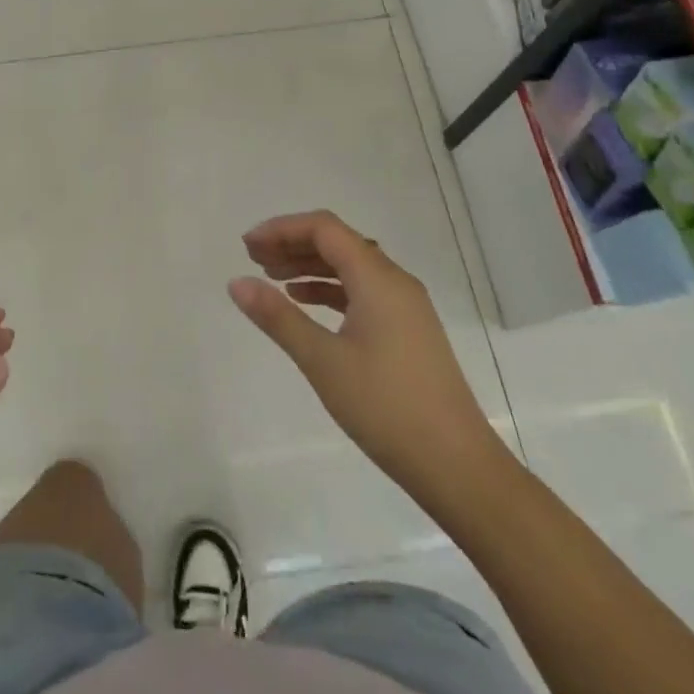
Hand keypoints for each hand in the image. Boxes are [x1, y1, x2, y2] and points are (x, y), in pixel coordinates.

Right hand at [228, 212, 504, 496]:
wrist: (457, 466)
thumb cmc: (385, 407)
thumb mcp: (322, 360)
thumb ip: (278, 317)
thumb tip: (236, 282)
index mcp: (377, 277)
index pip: (324, 228)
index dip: (282, 229)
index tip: (247, 246)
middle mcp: (395, 281)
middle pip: (338, 242)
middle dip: (293, 244)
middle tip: (253, 259)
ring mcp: (406, 306)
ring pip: (350, 267)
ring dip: (310, 266)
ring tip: (272, 279)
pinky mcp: (408, 330)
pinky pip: (363, 291)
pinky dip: (330, 289)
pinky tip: (306, 304)